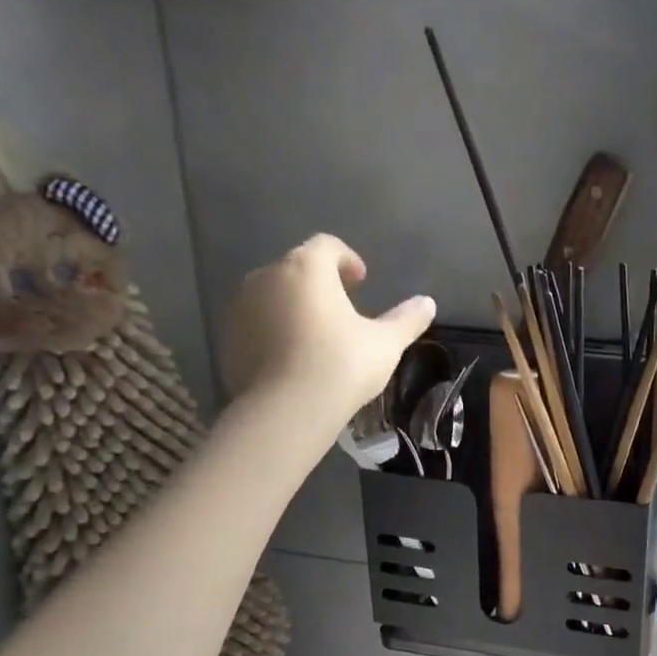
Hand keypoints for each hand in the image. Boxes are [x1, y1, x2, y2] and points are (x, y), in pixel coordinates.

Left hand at [219, 235, 434, 425]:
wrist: (287, 410)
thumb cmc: (342, 365)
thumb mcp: (385, 343)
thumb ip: (406, 319)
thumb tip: (428, 303)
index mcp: (306, 268)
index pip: (326, 245)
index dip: (347, 259)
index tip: (361, 282)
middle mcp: (267, 276)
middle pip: (297, 267)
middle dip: (319, 282)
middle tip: (343, 310)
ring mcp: (241, 306)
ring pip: (273, 294)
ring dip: (294, 305)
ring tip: (316, 336)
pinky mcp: (228, 336)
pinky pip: (256, 322)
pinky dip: (274, 329)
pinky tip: (293, 357)